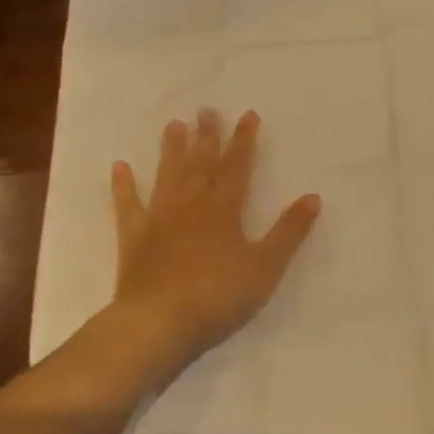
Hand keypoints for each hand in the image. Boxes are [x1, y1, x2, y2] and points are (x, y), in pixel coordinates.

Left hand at [104, 109, 320, 386]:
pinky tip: (119, 167)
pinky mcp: (134, 239)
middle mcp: (191, 205)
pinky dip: (123, 186)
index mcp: (224, 210)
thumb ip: (289, 232)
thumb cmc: (218, 296)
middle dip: (207, 136)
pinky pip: (128, 206)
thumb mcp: (266, 267)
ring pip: (167, 176)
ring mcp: (159, 220)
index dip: (244, 141)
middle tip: (207, 110)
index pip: (237, 167)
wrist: (158, 324)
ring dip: (171, 150)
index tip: (247, 114)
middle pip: (201, 164)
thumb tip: (313, 197)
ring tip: (174, 125)